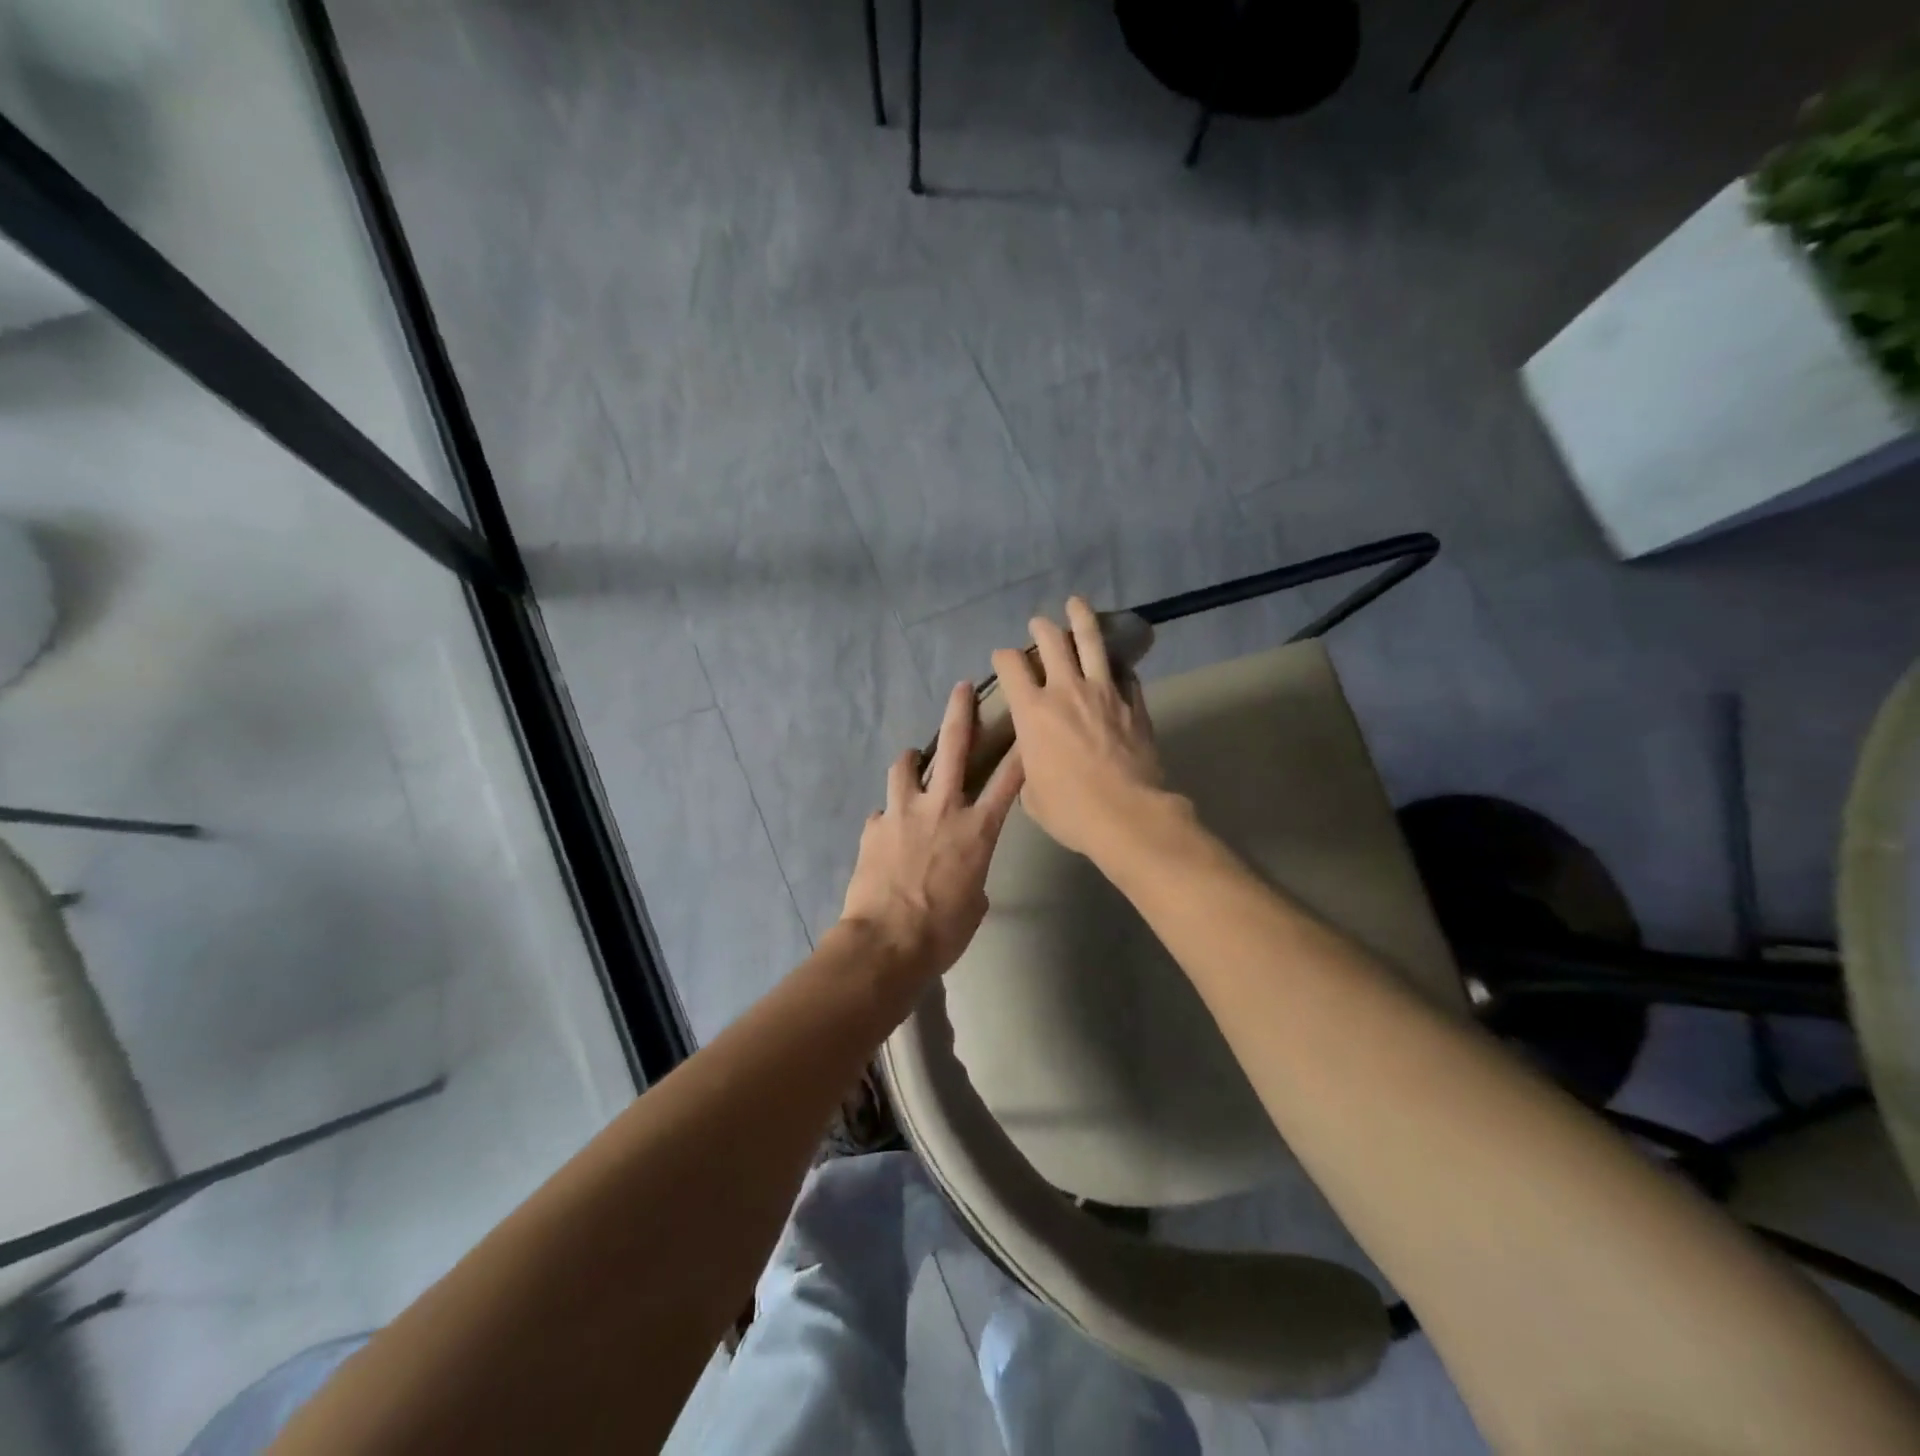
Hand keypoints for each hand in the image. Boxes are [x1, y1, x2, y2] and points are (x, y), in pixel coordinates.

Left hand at [840, 681, 1025, 980]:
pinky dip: (889, 816)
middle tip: (961, 689)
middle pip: (954, 747)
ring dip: (912, 760)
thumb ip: (973, 873)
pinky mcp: (874, 826)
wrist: (886, 943)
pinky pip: (883, 812)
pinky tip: (887, 832)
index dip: (1020, 750)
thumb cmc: (942, 930)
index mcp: (976, 829)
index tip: (1028, 725)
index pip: (1008, 780)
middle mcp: (941, 808)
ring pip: (906, 766)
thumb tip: (960, 869)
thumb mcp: (975, 902)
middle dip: (960, 712)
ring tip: (913, 761)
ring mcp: (903, 812)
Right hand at [990, 597, 1165, 857]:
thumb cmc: (1070, 810)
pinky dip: (1115, 664)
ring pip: (1091, 642)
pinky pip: (1123, 673)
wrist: (1127, 815)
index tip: (1003, 658)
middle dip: (1041, 628)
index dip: (1004, 657)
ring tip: (1076, 604)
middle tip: (1039, 623)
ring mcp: (1104, 692)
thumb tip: (1034, 759)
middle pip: (1052, 642)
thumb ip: (1028, 767)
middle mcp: (1065, 691)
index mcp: (1032, 712)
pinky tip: (1115, 661)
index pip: (1011, 667)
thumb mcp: (1032, 794)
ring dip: (1081, 619)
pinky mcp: (1133, 702)